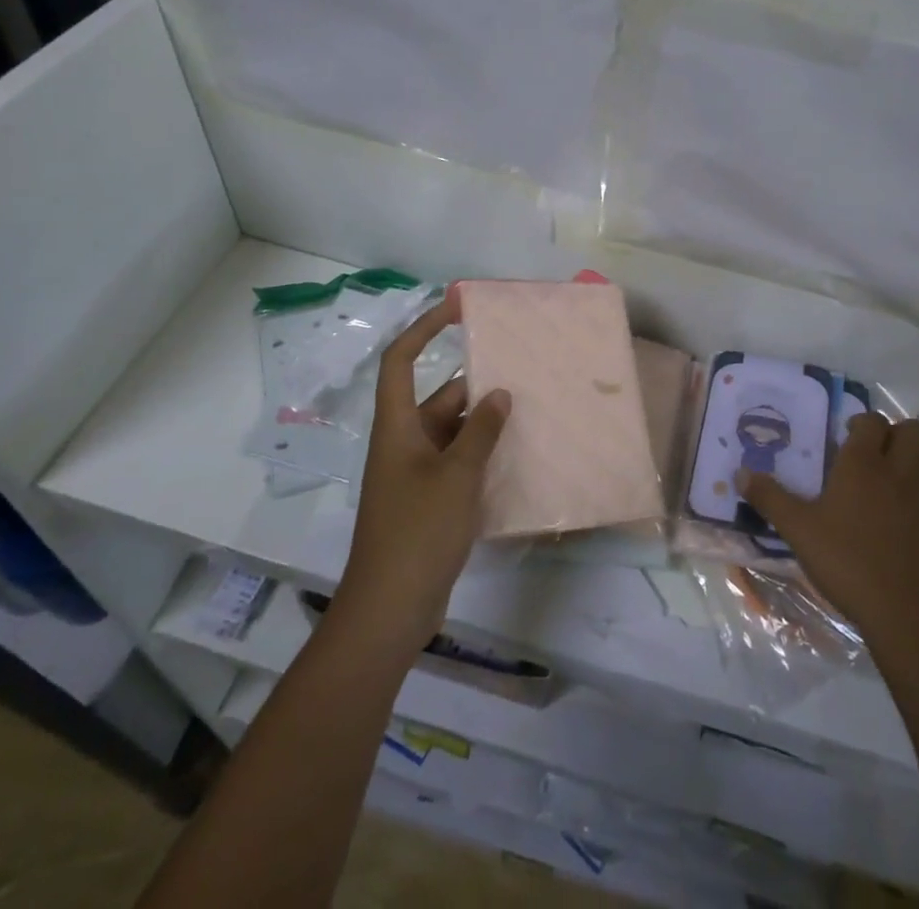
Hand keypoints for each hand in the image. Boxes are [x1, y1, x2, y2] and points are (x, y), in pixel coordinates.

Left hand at [332, 292, 510, 652]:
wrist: (390, 610)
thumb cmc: (418, 532)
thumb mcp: (457, 476)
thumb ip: (481, 432)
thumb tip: (499, 393)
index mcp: (397, 427)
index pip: (401, 361)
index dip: (423, 328)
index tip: (456, 308)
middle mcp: (403, 443)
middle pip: (437, 397)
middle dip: (475, 386)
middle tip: (521, 374)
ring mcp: (414, 474)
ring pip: (451, 432)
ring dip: (483, 424)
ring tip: (528, 412)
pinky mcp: (427, 501)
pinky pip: (456, 462)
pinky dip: (481, 455)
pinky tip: (515, 457)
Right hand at [742, 414, 918, 653]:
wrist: (906, 613)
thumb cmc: (846, 562)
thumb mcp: (798, 530)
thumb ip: (770, 498)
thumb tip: (740, 474)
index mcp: (863, 464)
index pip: (871, 421)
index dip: (861, 423)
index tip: (846, 438)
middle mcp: (899, 470)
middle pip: (912, 429)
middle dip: (895, 432)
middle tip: (873, 452)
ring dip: (917, 454)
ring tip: (895, 474)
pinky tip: (909, 510)